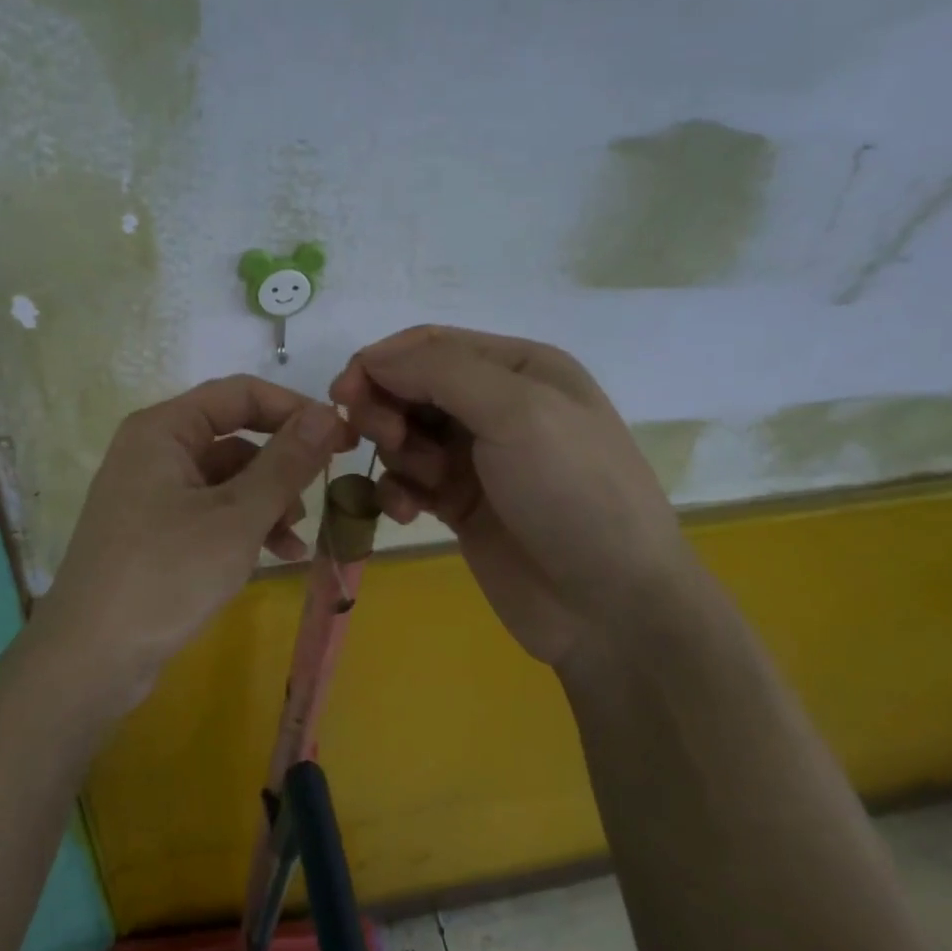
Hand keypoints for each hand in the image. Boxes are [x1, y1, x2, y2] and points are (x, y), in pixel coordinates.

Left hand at [36, 375, 353, 708]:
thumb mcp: (237, 517)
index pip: (239, 394)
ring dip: (268, 501)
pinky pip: (211, 513)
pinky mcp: (155, 533)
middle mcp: (154, 451)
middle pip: (234, 437)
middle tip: (326, 487)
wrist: (91, 658)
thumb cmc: (166, 574)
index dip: (294, 409)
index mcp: (164, 430)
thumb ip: (285, 463)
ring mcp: (151, 494)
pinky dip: (245, 527)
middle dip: (282, 464)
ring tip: (297, 537)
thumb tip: (326, 414)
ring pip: (227, 480)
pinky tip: (277, 555)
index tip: (341, 436)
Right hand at [330, 326, 694, 671]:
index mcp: (518, 368)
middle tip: (385, 438)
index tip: (342, 394)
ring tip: (425, 484)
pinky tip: (410, 514)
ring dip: (398, 454)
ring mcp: (477, 459)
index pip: (430, 346)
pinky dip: (399, 493)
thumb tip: (371, 359)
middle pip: (411, 388)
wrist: (609, 604)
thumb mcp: (517, 412)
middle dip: (387, 409)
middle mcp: (496, 405)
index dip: (381, 363)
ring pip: (404, 435)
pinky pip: (408, 482)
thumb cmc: (571, 492)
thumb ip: (441, 372)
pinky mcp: (460, 505)